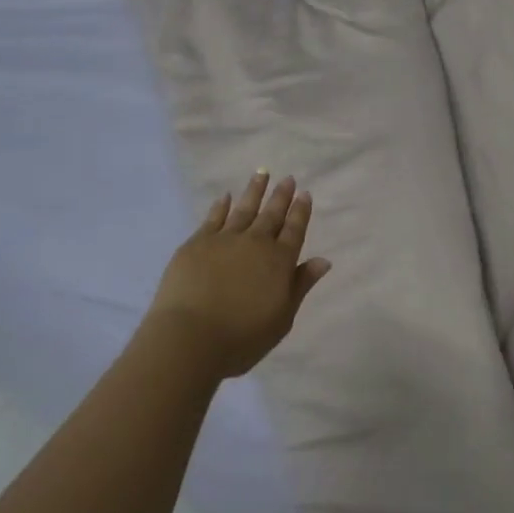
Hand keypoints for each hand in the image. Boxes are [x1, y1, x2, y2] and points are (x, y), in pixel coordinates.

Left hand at [145, 172, 331, 379]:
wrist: (190, 338)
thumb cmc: (242, 337)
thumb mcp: (282, 318)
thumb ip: (301, 286)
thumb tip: (323, 261)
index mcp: (280, 261)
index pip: (294, 230)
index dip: (301, 212)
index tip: (305, 193)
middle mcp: (256, 243)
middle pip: (272, 214)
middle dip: (281, 196)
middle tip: (288, 178)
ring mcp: (225, 240)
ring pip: (244, 209)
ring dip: (254, 191)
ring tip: (262, 174)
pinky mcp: (197, 243)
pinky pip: (214, 218)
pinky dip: (222, 206)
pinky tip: (226, 197)